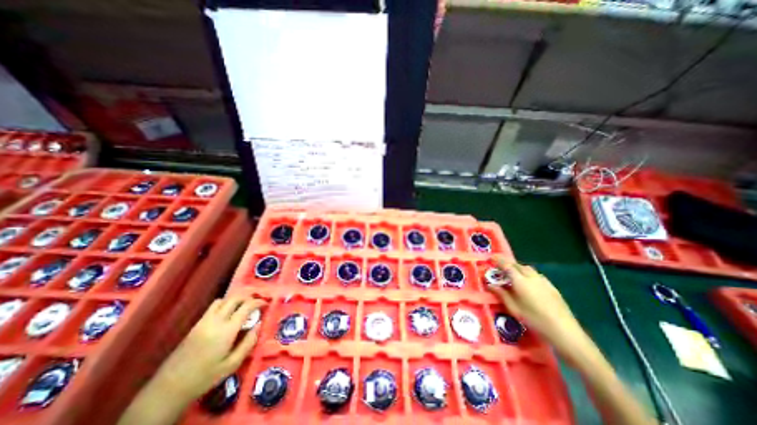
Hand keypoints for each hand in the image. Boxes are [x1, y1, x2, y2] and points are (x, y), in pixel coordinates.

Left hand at [152, 296, 264, 400]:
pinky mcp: (195, 326)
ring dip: (234, 300)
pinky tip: (226, 316)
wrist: (168, 390)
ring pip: (222, 300)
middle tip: (255, 303)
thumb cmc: (205, 378)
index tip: (266, 303)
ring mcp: (203, 322)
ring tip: (241, 307)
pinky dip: (224, 305)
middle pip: (234, 299)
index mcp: (227, 330)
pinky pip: (212, 308)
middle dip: (248, 297)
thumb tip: (259, 324)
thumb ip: (249, 342)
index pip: (246, 306)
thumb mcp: (232, 364)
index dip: (258, 302)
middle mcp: (216, 321)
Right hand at [487, 256, 587, 360]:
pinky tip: (528, 285)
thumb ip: (501, 294)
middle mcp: (532, 277)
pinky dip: (528, 275)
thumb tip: (491, 284)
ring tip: (513, 276)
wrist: (565, 332)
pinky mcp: (552, 287)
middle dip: (508, 264)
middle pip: (517, 265)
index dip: (498, 260)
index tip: (491, 257)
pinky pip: (536, 275)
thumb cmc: (535, 320)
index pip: (507, 265)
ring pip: (528, 269)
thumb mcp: (514, 308)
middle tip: (500, 269)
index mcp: (520, 280)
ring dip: (518, 269)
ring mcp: (543, 281)